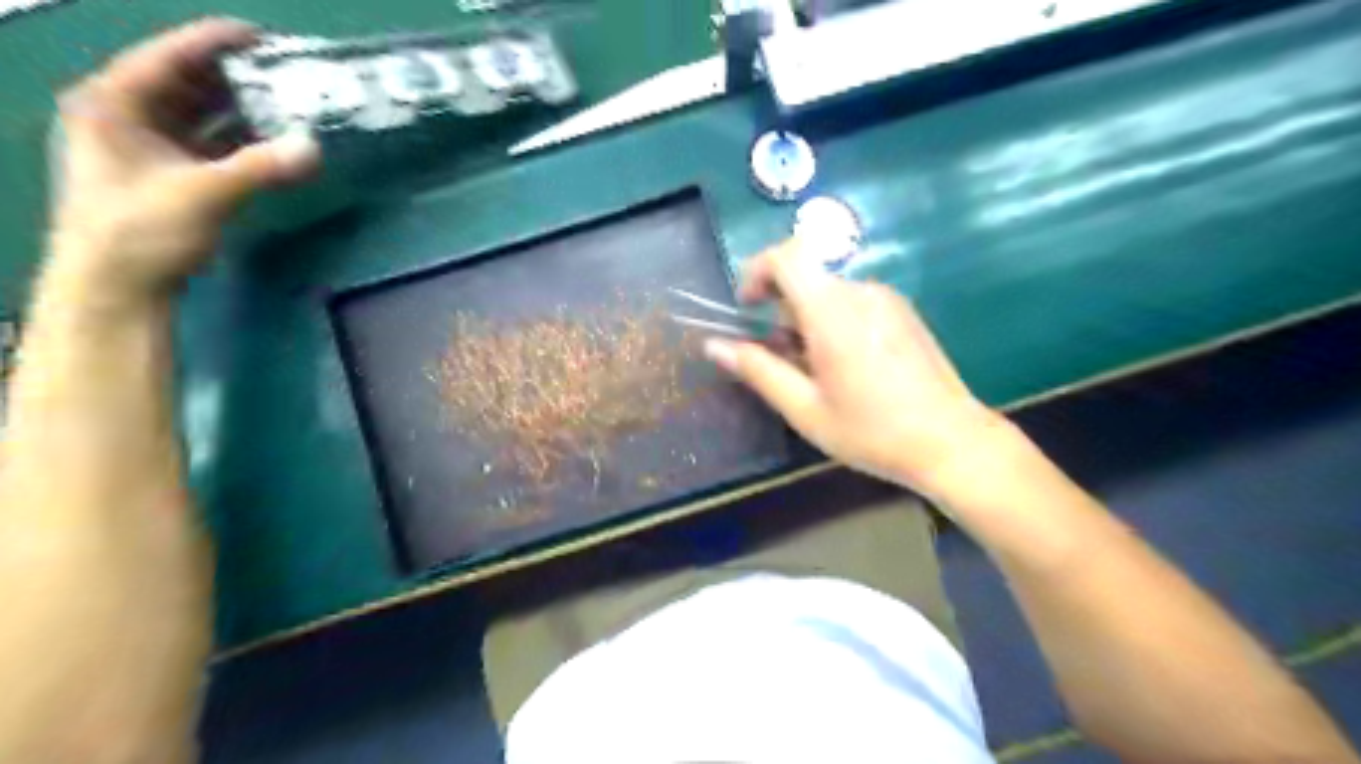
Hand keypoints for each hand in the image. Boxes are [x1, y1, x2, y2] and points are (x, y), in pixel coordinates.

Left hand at [48, 17, 320, 304]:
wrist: (116, 286)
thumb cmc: (141, 230)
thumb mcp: (203, 193)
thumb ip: (260, 168)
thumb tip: (314, 147)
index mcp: (112, 105)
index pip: (166, 58)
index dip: (211, 42)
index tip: (260, 36)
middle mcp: (125, 117)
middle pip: (184, 83)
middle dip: (233, 77)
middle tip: (283, 72)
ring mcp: (145, 147)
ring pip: (198, 115)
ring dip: (240, 110)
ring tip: (286, 104)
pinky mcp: (167, 175)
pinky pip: (207, 144)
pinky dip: (239, 140)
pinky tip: (271, 142)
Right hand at [708, 240, 1013, 498]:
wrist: (951, 442)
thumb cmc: (872, 431)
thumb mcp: (804, 409)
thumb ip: (758, 371)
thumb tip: (714, 345)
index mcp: (833, 312)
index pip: (788, 255)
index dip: (757, 270)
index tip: (748, 308)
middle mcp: (861, 292)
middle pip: (806, 277)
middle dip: (781, 310)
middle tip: (782, 360)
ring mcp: (887, 299)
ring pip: (829, 292)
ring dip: (808, 319)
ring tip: (817, 372)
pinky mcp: (903, 311)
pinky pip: (854, 302)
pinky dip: (834, 321)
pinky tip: (847, 367)